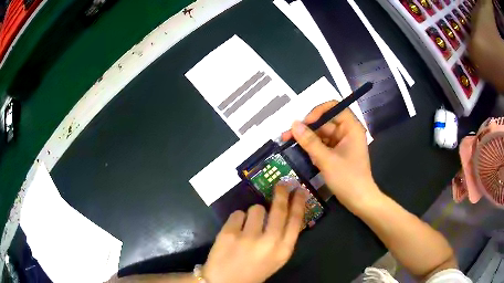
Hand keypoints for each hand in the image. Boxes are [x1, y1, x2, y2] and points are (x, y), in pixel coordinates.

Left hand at [202, 184, 305, 282]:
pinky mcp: (229, 233)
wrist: (225, 282)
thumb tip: (285, 213)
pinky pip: (238, 213)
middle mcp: (269, 242)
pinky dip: (237, 220)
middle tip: (282, 184)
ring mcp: (248, 237)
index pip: (296, 220)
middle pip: (279, 209)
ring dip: (253, 214)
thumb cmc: (253, 271)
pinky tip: (234, 232)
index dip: (299, 203)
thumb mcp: (275, 259)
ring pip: (256, 208)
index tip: (300, 190)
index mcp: (283, 251)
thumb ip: (282, 239)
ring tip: (247, 227)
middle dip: (282, 193)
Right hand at [282, 100, 379, 209]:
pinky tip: (301, 153)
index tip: (304, 123)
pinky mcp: (337, 153)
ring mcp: (342, 143)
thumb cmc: (347, 179)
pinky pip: (322, 145)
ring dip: (307, 139)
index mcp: (351, 127)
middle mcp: (347, 132)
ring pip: (321, 134)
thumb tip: (294, 124)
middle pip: (324, 122)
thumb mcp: (326, 160)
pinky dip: (313, 149)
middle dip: (306, 129)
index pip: (333, 107)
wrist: (359, 201)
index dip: (317, 112)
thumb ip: (309, 141)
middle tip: (287, 136)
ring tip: (288, 144)